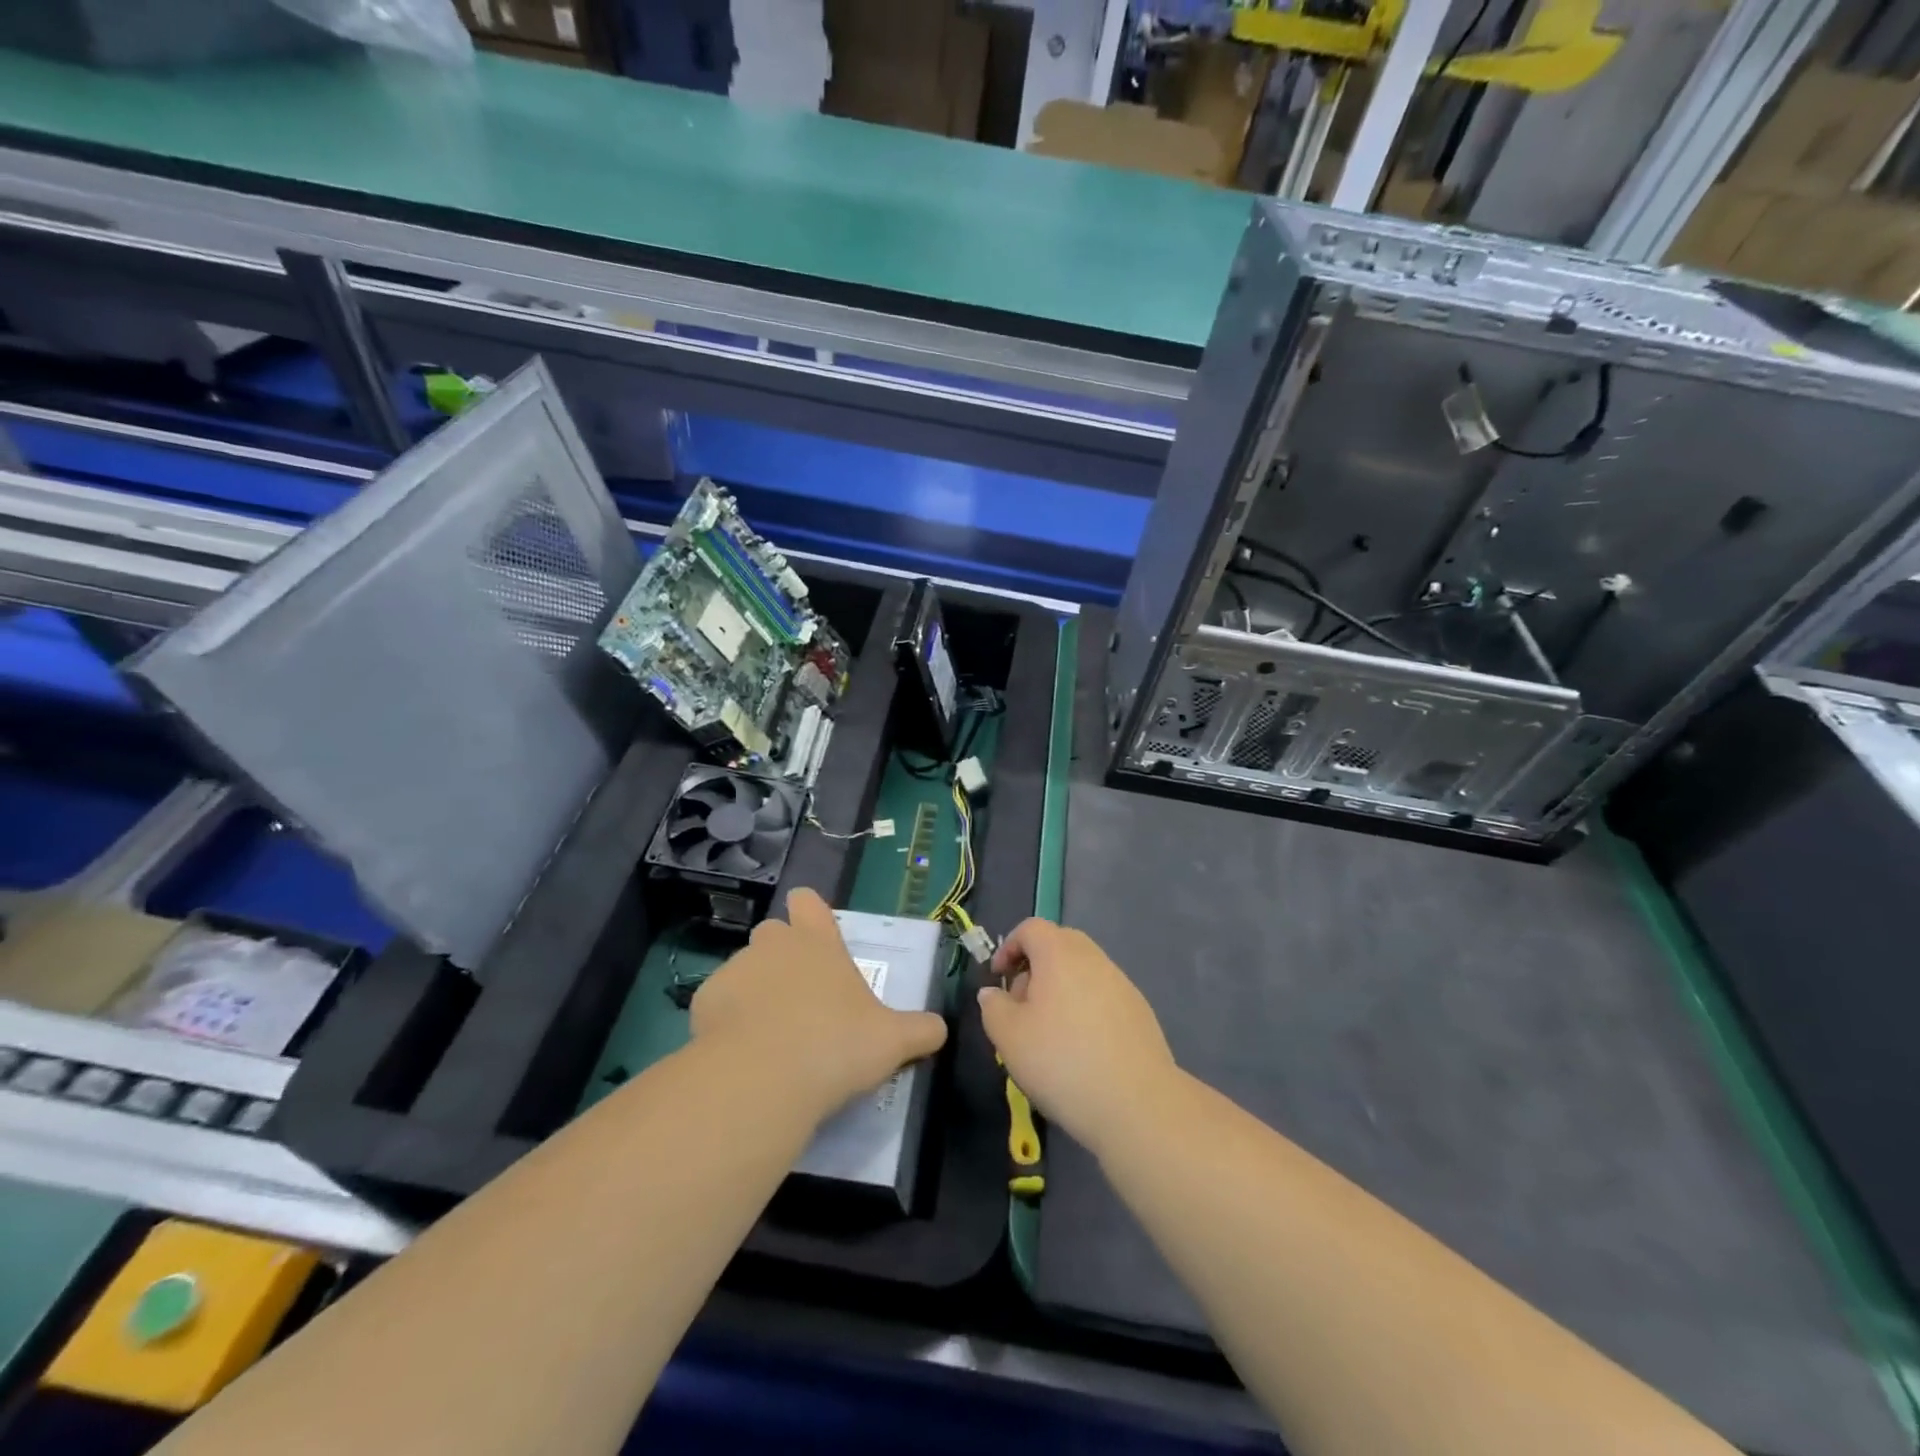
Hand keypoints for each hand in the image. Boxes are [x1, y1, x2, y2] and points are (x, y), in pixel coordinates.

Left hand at [691, 888, 948, 1117]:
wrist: (763, 1079)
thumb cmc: (836, 1046)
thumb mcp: (892, 1042)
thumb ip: (920, 1031)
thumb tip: (940, 1029)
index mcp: (818, 942)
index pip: (808, 902)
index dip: (810, 913)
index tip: (817, 939)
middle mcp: (774, 944)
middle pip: (774, 933)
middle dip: (783, 956)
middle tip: (802, 998)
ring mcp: (736, 970)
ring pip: (745, 969)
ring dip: (756, 990)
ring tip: (771, 1034)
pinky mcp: (704, 1001)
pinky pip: (719, 1002)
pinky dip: (728, 1020)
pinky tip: (741, 1053)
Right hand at [980, 919, 1177, 1155]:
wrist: (1137, 1103)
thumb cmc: (1062, 1061)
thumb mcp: (1009, 1037)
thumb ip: (993, 1007)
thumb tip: (994, 993)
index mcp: (1060, 953)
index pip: (1031, 928)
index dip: (1009, 947)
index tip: (998, 979)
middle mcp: (1093, 958)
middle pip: (1059, 944)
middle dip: (1034, 967)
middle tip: (1021, 1005)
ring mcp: (1121, 983)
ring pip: (1082, 971)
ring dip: (1060, 989)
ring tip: (1049, 1032)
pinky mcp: (1139, 1010)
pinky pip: (1102, 994)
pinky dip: (1084, 1007)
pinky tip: (1081, 1047)